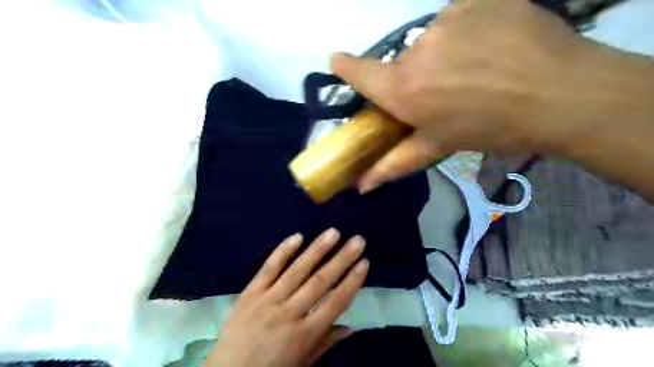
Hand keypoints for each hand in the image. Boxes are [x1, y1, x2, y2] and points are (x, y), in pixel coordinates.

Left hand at [203, 230, 366, 365]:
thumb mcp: (303, 361)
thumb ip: (327, 341)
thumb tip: (352, 326)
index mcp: (305, 334)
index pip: (335, 302)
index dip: (352, 282)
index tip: (364, 263)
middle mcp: (289, 313)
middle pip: (320, 282)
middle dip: (341, 259)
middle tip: (357, 240)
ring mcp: (268, 300)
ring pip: (297, 270)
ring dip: (317, 249)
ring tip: (333, 232)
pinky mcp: (251, 292)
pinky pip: (269, 268)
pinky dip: (283, 251)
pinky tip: (297, 236)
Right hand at [330, 0, 596, 191]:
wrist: (559, 94)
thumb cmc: (489, 129)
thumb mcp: (437, 148)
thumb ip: (394, 164)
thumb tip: (361, 186)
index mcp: (404, 89)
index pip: (359, 72)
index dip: (345, 67)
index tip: (338, 63)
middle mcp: (417, 50)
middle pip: (402, 62)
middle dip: (414, 77)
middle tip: (443, 91)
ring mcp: (448, 19)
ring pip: (430, 40)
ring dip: (441, 55)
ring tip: (473, 71)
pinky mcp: (476, 1)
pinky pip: (458, 19)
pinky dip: (466, 33)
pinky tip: (490, 48)